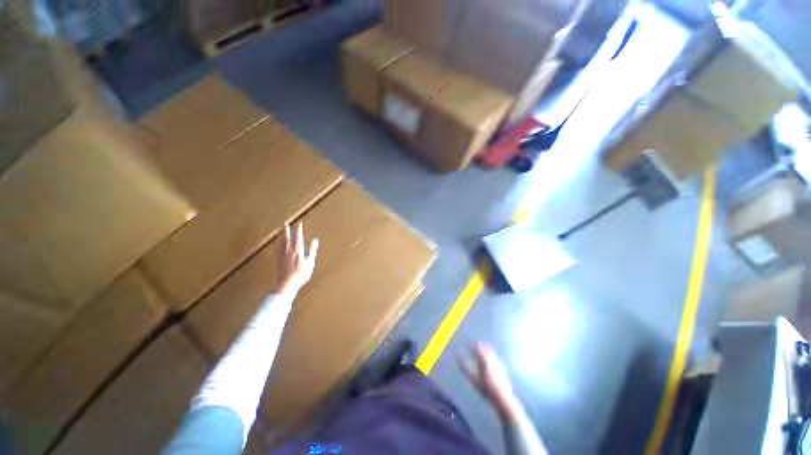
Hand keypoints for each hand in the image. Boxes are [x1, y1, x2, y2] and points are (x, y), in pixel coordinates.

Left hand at [275, 222, 318, 293]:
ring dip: (282, 235)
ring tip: (282, 230)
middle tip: (285, 222)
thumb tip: (315, 240)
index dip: (298, 230)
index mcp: (298, 250)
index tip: (299, 223)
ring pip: (281, 241)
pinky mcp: (278, 259)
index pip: (298, 237)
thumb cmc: (301, 273)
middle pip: (287, 237)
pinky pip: (277, 248)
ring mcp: (282, 254)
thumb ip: (312, 250)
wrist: (287, 283)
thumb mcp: (310, 262)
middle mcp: (289, 250)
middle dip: (287, 229)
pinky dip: (277, 243)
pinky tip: (277, 242)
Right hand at [460, 343, 521, 423]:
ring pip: (491, 352)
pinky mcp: (503, 368)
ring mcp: (498, 363)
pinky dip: (491, 355)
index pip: (478, 348)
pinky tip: (489, 359)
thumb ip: (465, 367)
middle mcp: (492, 359)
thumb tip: (458, 356)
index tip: (467, 344)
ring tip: (481, 350)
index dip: (472, 345)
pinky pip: (495, 357)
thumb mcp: (474, 379)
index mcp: (485, 359)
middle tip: (474, 345)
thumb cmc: (486, 389)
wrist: (503, 398)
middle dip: (479, 346)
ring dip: (485, 349)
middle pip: (486, 348)